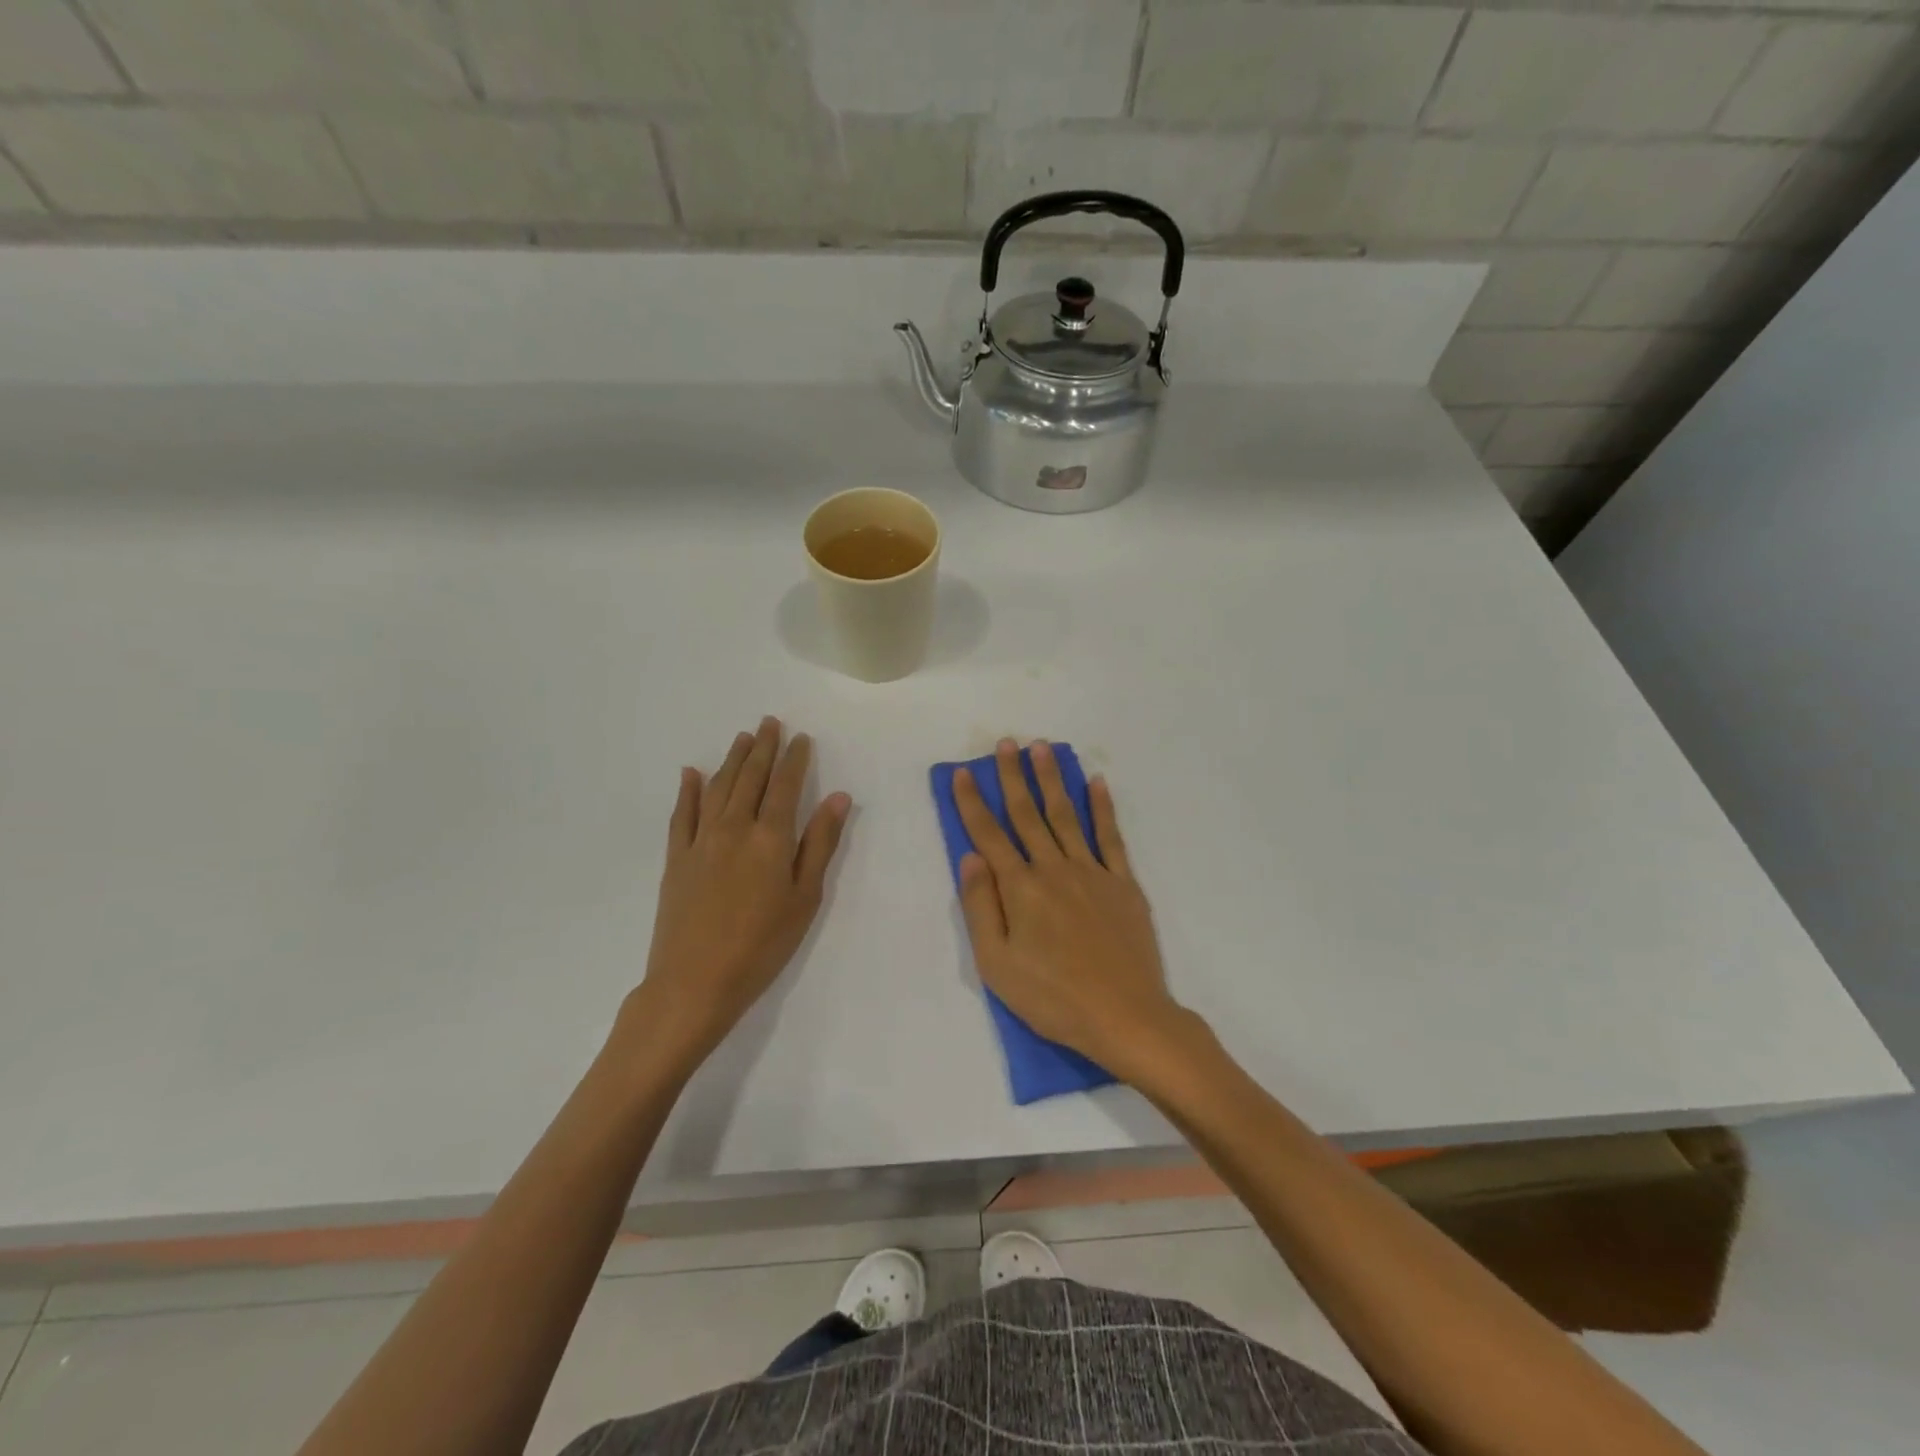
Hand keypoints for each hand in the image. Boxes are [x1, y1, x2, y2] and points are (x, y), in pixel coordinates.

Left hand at [620, 718, 849, 1077]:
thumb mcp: (805, 898)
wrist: (694, 982)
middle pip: (749, 778)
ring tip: (741, 738)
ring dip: (731, 760)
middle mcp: (734, 828)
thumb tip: (839, 797)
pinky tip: (691, 774)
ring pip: (717, 788)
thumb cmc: (762, 945)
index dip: (794, 759)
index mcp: (770, 838)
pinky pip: (681, 815)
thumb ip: (820, 844)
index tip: (801, 738)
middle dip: (762, 748)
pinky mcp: (676, 859)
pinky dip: (688, 791)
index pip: (785, 786)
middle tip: (769, 722)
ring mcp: (700, 841)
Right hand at [953, 739, 1183, 1079]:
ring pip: (1066, 815)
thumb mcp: (997, 964)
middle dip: (1013, 777)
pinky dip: (1103, 807)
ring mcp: (1092, 872)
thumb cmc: (1052, 997)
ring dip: (1052, 779)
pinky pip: (1110, 836)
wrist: (1125, 1016)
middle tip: (1006, 743)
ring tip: (1042, 749)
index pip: (989, 835)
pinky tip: (1096, 782)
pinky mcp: (1123, 883)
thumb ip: (981, 906)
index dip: (972, 802)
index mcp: (1020, 888)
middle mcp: (1053, 869)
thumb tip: (970, 857)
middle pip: (1027, 814)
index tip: (964, 773)